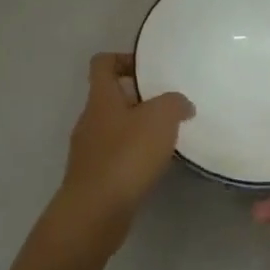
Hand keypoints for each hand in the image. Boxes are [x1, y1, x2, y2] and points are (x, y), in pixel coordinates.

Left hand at [56, 53, 192, 239]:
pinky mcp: (95, 176)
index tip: (150, 70)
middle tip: (170, 107)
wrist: (97, 210)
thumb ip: (174, 103)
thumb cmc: (127, 155)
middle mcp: (90, 120)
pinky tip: (154, 166)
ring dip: (139, 129)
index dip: (124, 59)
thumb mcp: (161, 119)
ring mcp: (89, 150)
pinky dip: (134, 155)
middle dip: (140, 99)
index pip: (103, 63)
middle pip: (112, 97)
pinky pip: (116, 155)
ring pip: (115, 128)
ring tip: (167, 138)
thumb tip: (181, 104)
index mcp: (101, 98)